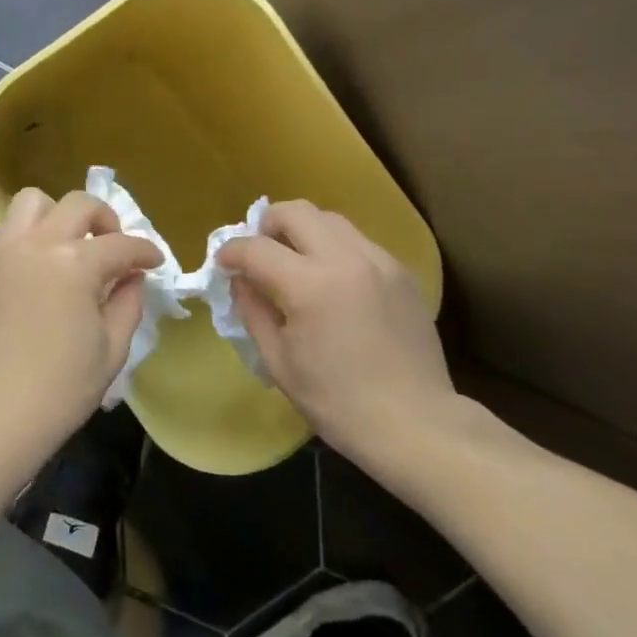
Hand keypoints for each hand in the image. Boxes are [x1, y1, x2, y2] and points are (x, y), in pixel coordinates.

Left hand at [0, 188, 162, 466]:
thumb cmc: (63, 387)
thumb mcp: (113, 347)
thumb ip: (128, 301)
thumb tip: (131, 276)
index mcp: (76, 264)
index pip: (122, 244)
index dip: (145, 252)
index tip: (153, 262)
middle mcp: (37, 244)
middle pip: (79, 204)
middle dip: (105, 219)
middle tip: (111, 247)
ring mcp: (1, 252)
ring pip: (31, 202)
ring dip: (56, 216)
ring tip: (64, 246)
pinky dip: (19, 236)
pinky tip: (28, 263)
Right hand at [217, 201, 455, 457]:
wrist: (415, 423)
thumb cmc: (337, 402)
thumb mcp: (278, 362)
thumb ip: (253, 311)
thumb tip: (241, 281)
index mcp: (310, 285)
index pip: (256, 248)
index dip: (231, 252)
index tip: (222, 263)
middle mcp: (346, 259)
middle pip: (296, 212)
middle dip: (267, 225)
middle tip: (259, 253)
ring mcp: (380, 262)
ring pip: (331, 220)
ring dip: (303, 232)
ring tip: (295, 263)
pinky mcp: (402, 273)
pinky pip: (359, 243)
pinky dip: (335, 250)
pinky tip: (333, 283)